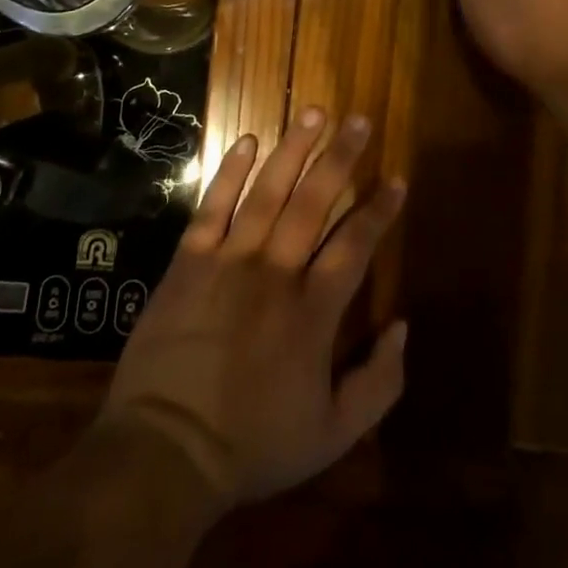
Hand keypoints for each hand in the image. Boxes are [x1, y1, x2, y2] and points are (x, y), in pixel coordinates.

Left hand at [97, 108, 406, 511]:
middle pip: (314, 202)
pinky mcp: (189, 263)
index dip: (379, 210)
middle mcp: (276, 273)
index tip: (397, 178)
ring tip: (314, 113)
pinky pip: (212, 207)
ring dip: (293, 150)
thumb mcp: (333, 435)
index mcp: (314, 312)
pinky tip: (248, 141)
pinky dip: (230, 172)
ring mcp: (229, 262)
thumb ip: (379, 383)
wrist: (164, 454)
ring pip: (268, 193)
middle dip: (341, 158)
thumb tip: (403, 326)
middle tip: (359, 120)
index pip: (355, 245)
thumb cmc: (252, 445)